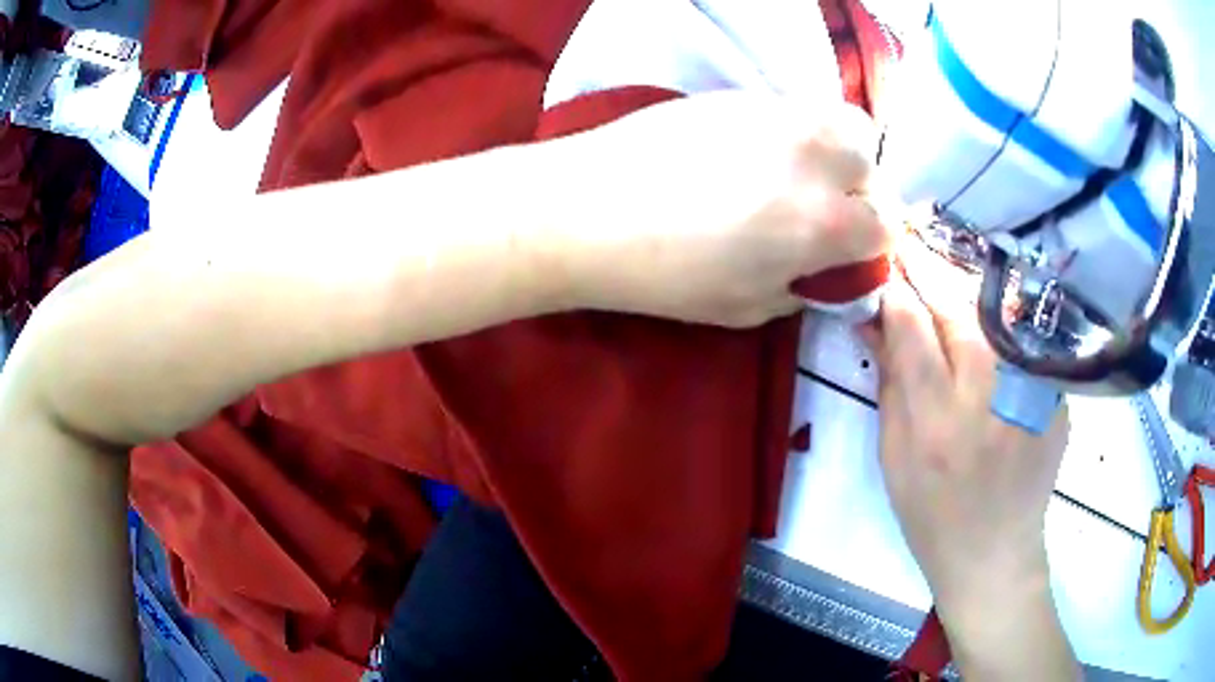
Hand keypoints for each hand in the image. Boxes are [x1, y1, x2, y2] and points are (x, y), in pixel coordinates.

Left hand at [547, 90, 894, 327]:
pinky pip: (799, 105)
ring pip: (846, 123)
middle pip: (874, 166)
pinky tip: (764, 151)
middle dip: (863, 192)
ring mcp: (780, 115)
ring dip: (842, 150)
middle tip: (828, 210)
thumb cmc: (666, 275)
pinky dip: (803, 129)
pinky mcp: (744, 95)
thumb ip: (803, 286)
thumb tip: (823, 269)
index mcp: (825, 223)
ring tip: (806, 173)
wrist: (589, 209)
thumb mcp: (747, 308)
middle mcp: (817, 158)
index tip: (848, 252)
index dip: (872, 245)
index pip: (886, 227)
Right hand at [861, 236, 1077, 678]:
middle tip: (909, 243)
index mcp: (936, 424)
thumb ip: (889, 384)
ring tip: (942, 265)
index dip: (896, 288)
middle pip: (958, 311)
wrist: (995, 550)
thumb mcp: (894, 458)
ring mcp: (1027, 393)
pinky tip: (985, 302)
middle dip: (930, 271)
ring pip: (993, 313)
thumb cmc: (932, 513)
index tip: (882, 260)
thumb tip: (874, 321)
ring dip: (964, 283)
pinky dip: (1000, 312)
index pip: (913, 330)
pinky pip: (1022, 336)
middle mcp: (986, 398)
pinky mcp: (1053, 393)